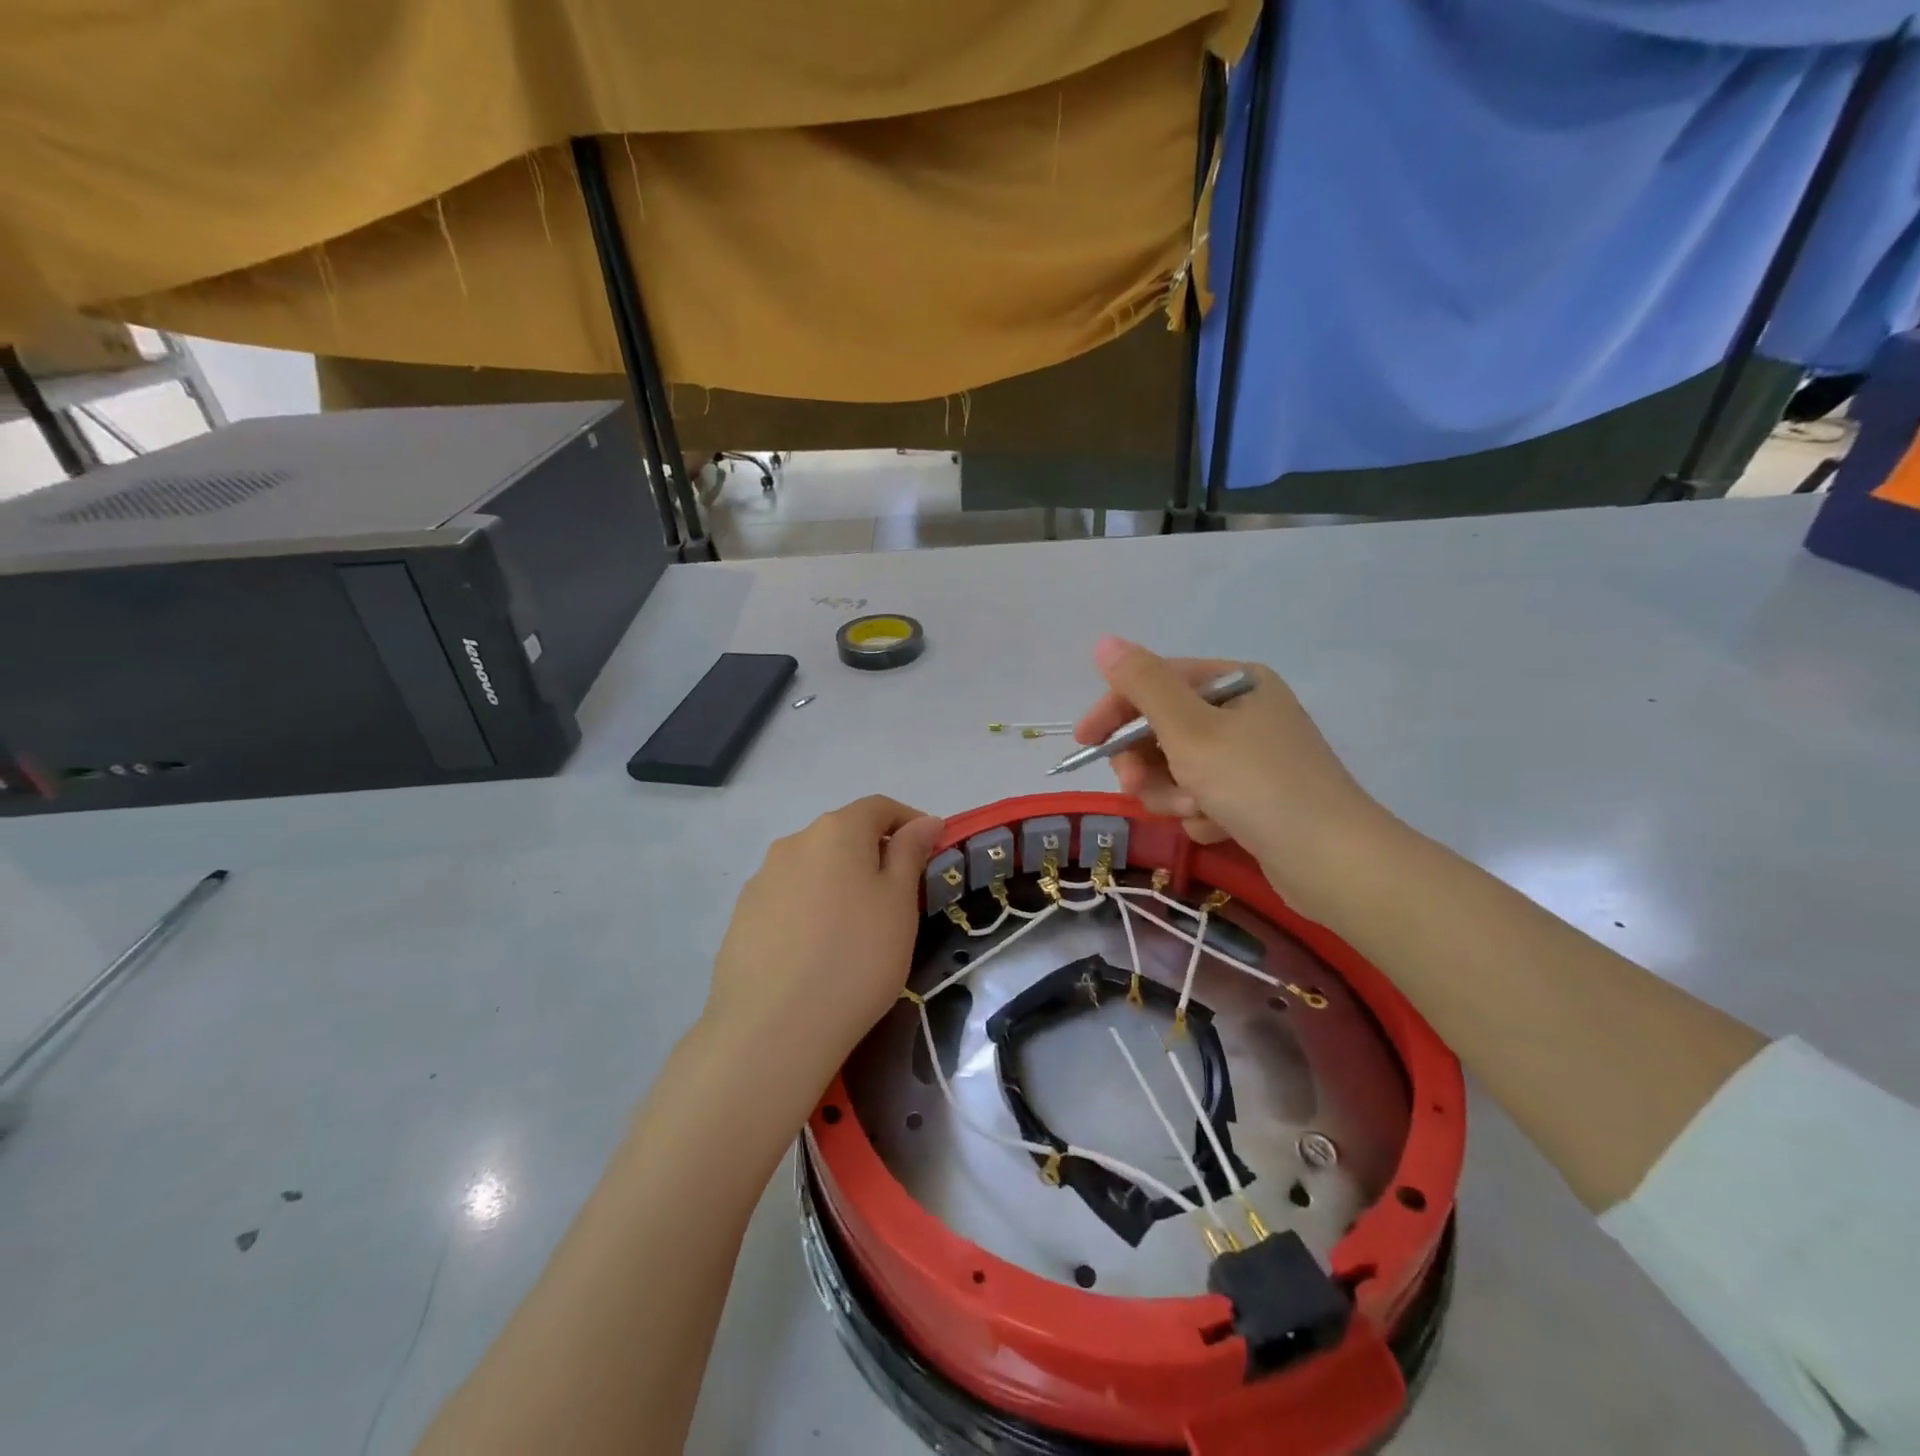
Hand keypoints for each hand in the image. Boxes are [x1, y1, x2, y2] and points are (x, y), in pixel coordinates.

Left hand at [702, 796, 942, 1089]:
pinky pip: (788, 899)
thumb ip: (911, 853)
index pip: (879, 807)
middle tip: (897, 900)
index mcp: (837, 831)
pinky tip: (816, 953)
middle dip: (873, 856)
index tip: (930, 853)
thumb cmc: (856, 958)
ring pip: (813, 868)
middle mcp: (794, 842)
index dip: (909, 823)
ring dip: (839, 883)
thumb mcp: (899, 903)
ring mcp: (761, 879)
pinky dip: (810, 911)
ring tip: (855, 932)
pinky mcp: (741, 917)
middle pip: (843, 835)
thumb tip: (924, 820)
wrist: (772, 1029)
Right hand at [1074, 637, 1394, 916]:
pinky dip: (1201, 813)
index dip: (1116, 711)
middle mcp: (1246, 712)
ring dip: (1173, 793)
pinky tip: (1219, 828)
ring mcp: (1253, 758)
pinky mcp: (1256, 798)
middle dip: (1148, 763)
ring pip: (1179, 769)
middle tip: (1136, 788)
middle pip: (1165, 729)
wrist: (1332, 862)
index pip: (1157, 683)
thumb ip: (1143, 685)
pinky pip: (1204, 798)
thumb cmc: (1256, 784)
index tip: (1086, 743)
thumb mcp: (1190, 730)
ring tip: (1193, 812)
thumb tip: (1105, 640)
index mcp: (1236, 683)